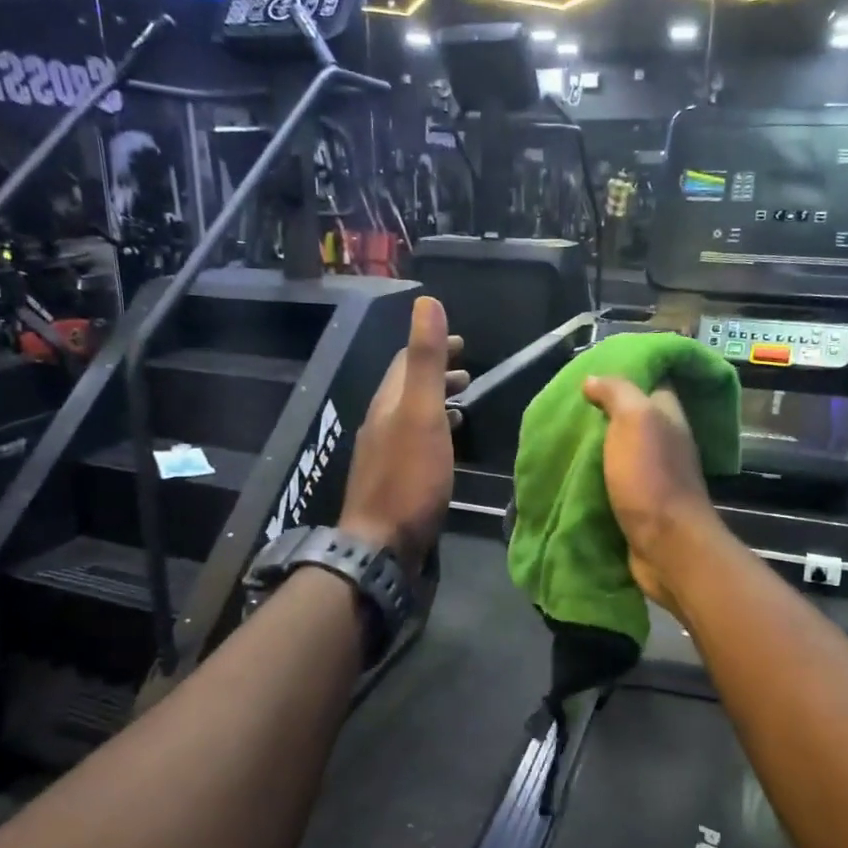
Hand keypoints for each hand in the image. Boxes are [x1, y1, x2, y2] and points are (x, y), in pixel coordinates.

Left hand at [339, 296, 467, 575]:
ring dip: (435, 403)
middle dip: (435, 374)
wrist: (381, 544)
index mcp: (387, 404)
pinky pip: (413, 442)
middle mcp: (380, 423)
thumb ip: (426, 362)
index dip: (432, 346)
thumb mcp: (421, 414)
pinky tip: (445, 445)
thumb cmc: (409, 479)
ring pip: (410, 416)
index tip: (463, 343)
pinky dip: (433, 431)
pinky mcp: (392, 481)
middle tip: (467, 373)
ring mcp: (383, 454)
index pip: (406, 362)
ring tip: (463, 403)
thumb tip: (426, 303)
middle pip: (406, 388)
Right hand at [581, 376, 718, 610]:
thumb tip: (593, 379)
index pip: (652, 382)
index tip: (592, 372)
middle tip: (569, 407)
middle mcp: (666, 442)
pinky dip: (597, 476)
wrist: (665, 545)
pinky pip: (615, 480)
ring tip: (563, 437)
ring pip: (622, 450)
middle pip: (633, 417)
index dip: (626, 373)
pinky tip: (573, 472)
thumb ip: (617, 393)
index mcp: (669, 416)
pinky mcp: (641, 503)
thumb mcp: (634, 420)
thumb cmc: (650, 477)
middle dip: (604, 412)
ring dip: (597, 446)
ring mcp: (655, 474)